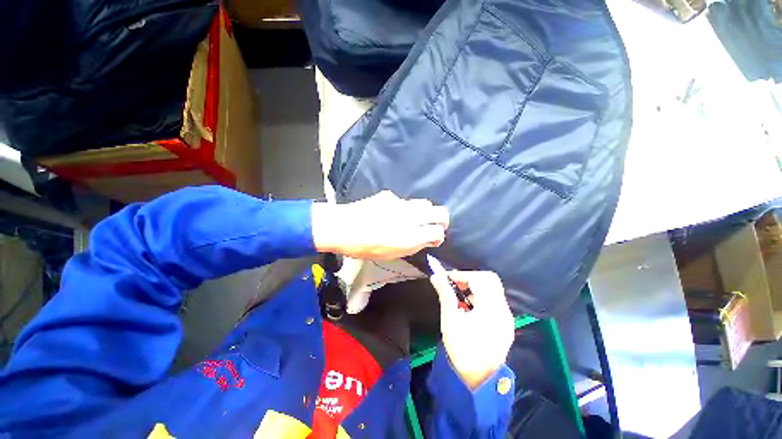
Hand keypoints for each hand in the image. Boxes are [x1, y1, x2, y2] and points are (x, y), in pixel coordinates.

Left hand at [312, 191, 448, 259]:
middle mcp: (410, 217)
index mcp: (410, 236)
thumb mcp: (391, 254)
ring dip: (424, 212)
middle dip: (442, 219)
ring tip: (413, 219)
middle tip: (435, 225)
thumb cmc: (364, 247)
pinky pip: (403, 201)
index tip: (434, 239)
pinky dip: (404, 208)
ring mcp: (400, 203)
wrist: (341, 227)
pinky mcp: (389, 196)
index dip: (439, 236)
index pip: (438, 231)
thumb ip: (413, 246)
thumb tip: (428, 239)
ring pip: (423, 203)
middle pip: (439, 211)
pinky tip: (390, 213)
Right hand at [430, 271, 513, 389]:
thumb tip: (436, 277)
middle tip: (455, 284)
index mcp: (491, 308)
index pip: (479, 278)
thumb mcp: (450, 319)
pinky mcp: (505, 324)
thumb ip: (445, 294)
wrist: (478, 379)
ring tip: (459, 297)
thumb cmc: (462, 348)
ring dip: (475, 287)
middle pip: (490, 280)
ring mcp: (506, 317)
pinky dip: (481, 297)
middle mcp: (503, 309)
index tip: (446, 278)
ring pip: (492, 290)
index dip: (461, 275)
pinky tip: (468, 308)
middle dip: (470, 278)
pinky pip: (494, 301)